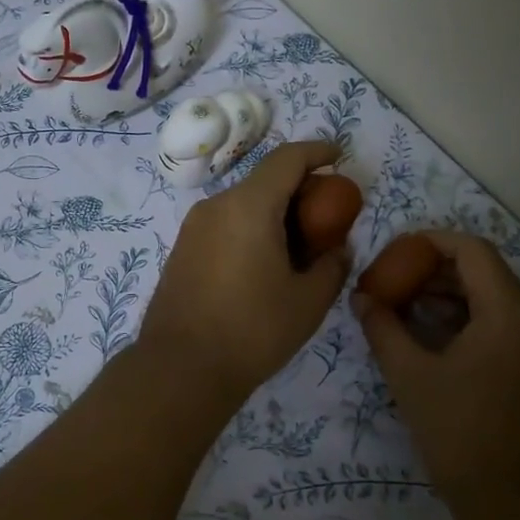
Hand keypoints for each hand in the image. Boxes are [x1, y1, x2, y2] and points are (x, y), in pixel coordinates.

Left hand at [139, 141, 351, 401]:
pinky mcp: (182, 250)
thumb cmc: (252, 330)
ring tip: (299, 247)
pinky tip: (265, 264)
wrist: (181, 368)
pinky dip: (251, 229)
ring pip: (243, 204)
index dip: (317, 152)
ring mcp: (193, 228)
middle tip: (326, 217)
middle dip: (299, 189)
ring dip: (274, 213)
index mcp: (249, 206)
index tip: (339, 157)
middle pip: (264, 181)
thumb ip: (332, 266)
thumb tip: (336, 250)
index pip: (286, 159)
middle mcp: (216, 206)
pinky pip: (225, 225)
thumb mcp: (308, 301)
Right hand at [352, 230, 519, 511]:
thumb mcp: (411, 377)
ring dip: (448, 298)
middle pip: (484, 274)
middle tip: (392, 283)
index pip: (472, 250)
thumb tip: (360, 297)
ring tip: (402, 311)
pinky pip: (502, 329)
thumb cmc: (462, 434)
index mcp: (510, 313)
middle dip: (434, 272)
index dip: (430, 242)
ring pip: (493, 302)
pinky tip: (430, 341)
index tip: (394, 253)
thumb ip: (383, 328)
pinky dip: (466, 323)